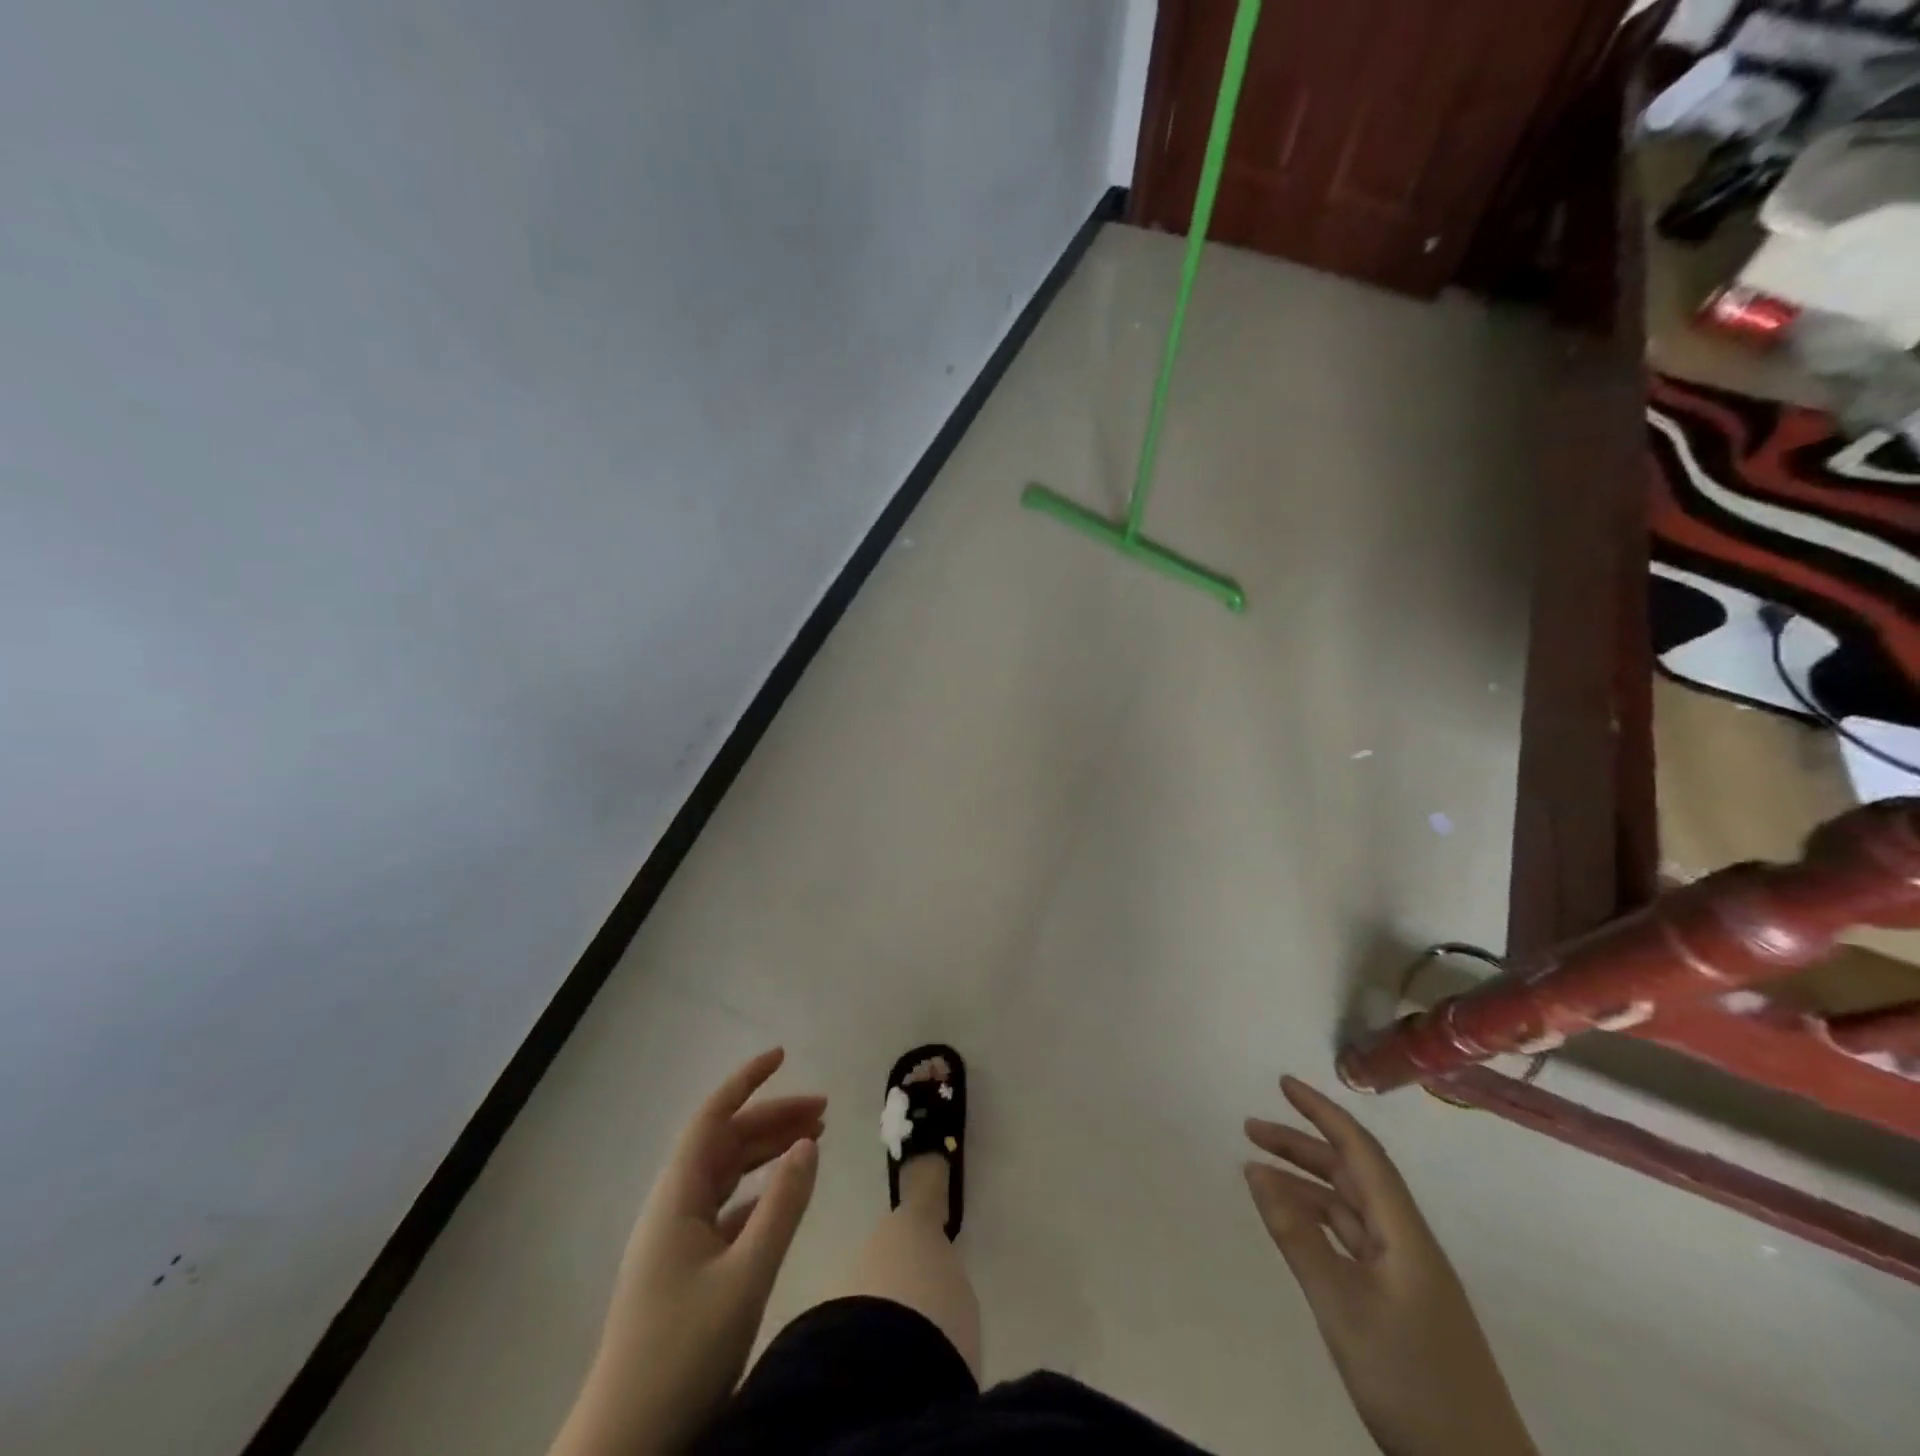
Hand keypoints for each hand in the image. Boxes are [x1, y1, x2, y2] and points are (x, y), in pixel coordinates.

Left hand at [552, 1048, 824, 1455]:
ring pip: (728, 1173)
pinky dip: (760, 1191)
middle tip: (825, 1110)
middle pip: (726, 1142)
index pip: (713, 1116)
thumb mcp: (745, 1276)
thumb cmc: (681, 1353)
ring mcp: (677, 1239)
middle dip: (773, 1118)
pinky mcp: (686, 1269)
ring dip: (768, 1151)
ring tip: (814, 1139)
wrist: (624, 1447)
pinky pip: (728, 1208)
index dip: (746, 1081)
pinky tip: (785, 1195)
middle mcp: (674, 1206)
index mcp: (677, 1196)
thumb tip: (810, 1142)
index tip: (783, 1054)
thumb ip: (782, 1206)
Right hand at [1243, 1077, 1535, 1455]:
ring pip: (1351, 1208)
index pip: (1361, 1151)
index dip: (1323, 1112)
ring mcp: (1407, 1274)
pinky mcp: (1402, 1303)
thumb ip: (1297, 1236)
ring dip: (1307, 1183)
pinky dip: (1318, 1221)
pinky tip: (1295, 1226)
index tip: (1283, 1083)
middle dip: (1303, 1145)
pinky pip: (1353, 1240)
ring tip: (1259, 1173)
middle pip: (1353, 1174)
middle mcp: (1408, 1242)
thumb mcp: (1342, 1307)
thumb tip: (1255, 1169)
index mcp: (1404, 1233)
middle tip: (1251, 1128)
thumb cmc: (1412, 1382)